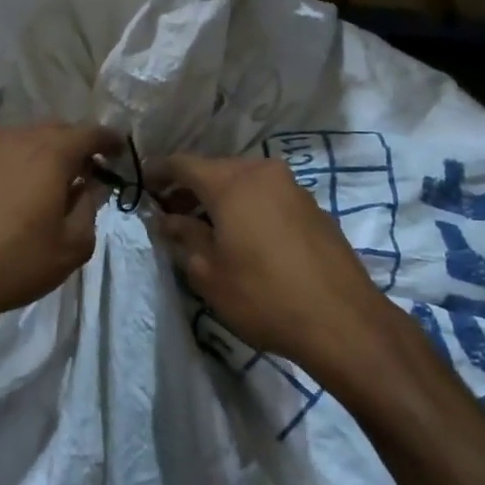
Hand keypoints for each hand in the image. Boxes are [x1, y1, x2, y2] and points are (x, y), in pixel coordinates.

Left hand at [0, 121, 122, 344]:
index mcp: (50, 153)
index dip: (108, 141)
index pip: (90, 133)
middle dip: (77, 145)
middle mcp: (18, 139)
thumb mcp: (72, 247)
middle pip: (57, 130)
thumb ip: (89, 208)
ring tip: (54, 183)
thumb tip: (89, 188)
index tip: (118, 152)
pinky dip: (20, 163)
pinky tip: (20, 192)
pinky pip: (4, 154)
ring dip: (46, 153)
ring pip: (27, 139)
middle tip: (89, 170)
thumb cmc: (15, 262)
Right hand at [150, 154, 402, 378]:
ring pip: (244, 184)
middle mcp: (264, 173)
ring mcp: (293, 189)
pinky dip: (247, 208)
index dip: (158, 172)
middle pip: (216, 170)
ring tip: (204, 230)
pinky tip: (242, 238)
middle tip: (169, 215)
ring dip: (219, 200)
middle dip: (189, 189)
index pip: (183, 163)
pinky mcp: (313, 208)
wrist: (342, 321)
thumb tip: (167, 219)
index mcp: (232, 182)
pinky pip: (268, 198)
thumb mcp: (209, 272)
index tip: (141, 185)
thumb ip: (185, 236)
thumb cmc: (263, 296)